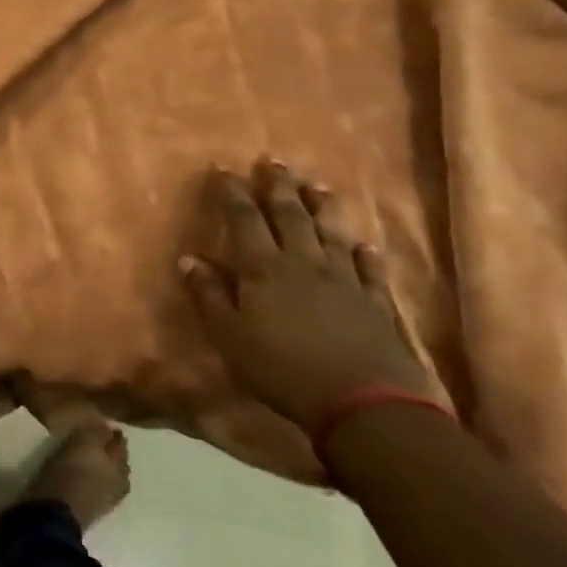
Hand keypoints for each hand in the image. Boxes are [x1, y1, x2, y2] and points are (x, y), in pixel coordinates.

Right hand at [180, 159, 441, 433]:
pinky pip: (370, 270)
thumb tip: (189, 258)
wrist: (367, 405)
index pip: (244, 219)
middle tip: (273, 161)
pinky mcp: (377, 304)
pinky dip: (364, 254)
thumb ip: (209, 295)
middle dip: (279, 187)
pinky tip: (363, 244)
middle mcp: (304, 263)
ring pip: (331, 234)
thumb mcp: (229, 335)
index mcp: (264, 268)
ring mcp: (345, 281)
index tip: (223, 169)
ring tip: (317, 186)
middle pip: (290, 216)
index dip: (232, 192)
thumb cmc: (283, 369)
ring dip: (322, 208)